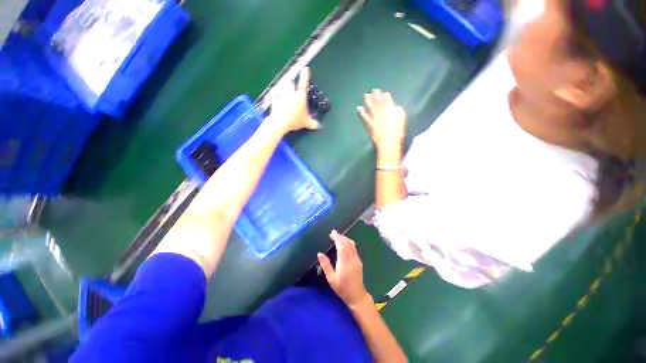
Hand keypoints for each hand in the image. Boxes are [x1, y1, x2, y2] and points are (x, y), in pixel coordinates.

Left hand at [269, 67, 319, 132]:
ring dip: (283, 91)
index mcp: (300, 97)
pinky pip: (276, 99)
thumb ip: (312, 123)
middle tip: (291, 82)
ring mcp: (282, 97)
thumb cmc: (295, 120)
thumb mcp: (306, 123)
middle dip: (291, 82)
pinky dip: (277, 102)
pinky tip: (278, 106)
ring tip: (284, 95)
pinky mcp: (275, 102)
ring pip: (282, 90)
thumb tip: (318, 126)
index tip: (306, 69)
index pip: (304, 84)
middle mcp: (291, 94)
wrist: (280, 122)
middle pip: (290, 83)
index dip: (305, 76)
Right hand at [318, 230, 372, 308]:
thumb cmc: (342, 288)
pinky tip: (344, 243)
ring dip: (345, 238)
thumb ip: (326, 265)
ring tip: (338, 237)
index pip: (341, 246)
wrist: (357, 295)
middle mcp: (351, 259)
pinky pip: (354, 248)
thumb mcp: (331, 279)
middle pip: (347, 243)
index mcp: (344, 263)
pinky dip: (349, 242)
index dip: (337, 238)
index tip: (332, 233)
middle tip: (333, 233)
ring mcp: (356, 259)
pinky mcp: (359, 260)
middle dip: (340, 236)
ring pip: (351, 244)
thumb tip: (319, 254)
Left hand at [358, 90, 405, 151]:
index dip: (384, 95)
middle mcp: (381, 111)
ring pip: (370, 106)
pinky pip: (364, 116)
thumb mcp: (402, 120)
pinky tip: (358, 108)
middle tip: (373, 90)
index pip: (387, 99)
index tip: (383, 92)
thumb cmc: (397, 132)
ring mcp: (374, 117)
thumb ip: (400, 112)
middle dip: (375, 95)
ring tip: (365, 95)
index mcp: (390, 109)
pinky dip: (361, 112)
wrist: (388, 141)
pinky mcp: (369, 123)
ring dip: (368, 100)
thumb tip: (397, 107)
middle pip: (378, 101)